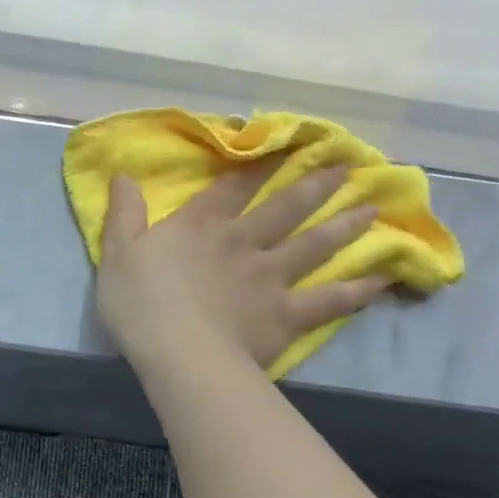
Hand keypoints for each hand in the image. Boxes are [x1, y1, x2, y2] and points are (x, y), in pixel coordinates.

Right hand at [96, 161, 387, 380]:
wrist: (179, 354)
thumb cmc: (140, 304)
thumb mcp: (117, 253)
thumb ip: (124, 214)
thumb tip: (123, 175)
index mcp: (201, 226)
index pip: (232, 186)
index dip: (258, 163)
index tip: (286, 143)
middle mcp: (242, 242)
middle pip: (285, 208)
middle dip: (314, 184)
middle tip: (348, 165)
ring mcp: (270, 278)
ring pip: (313, 245)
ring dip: (343, 225)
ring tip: (372, 209)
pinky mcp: (286, 315)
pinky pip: (328, 300)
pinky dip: (357, 290)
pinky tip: (381, 279)